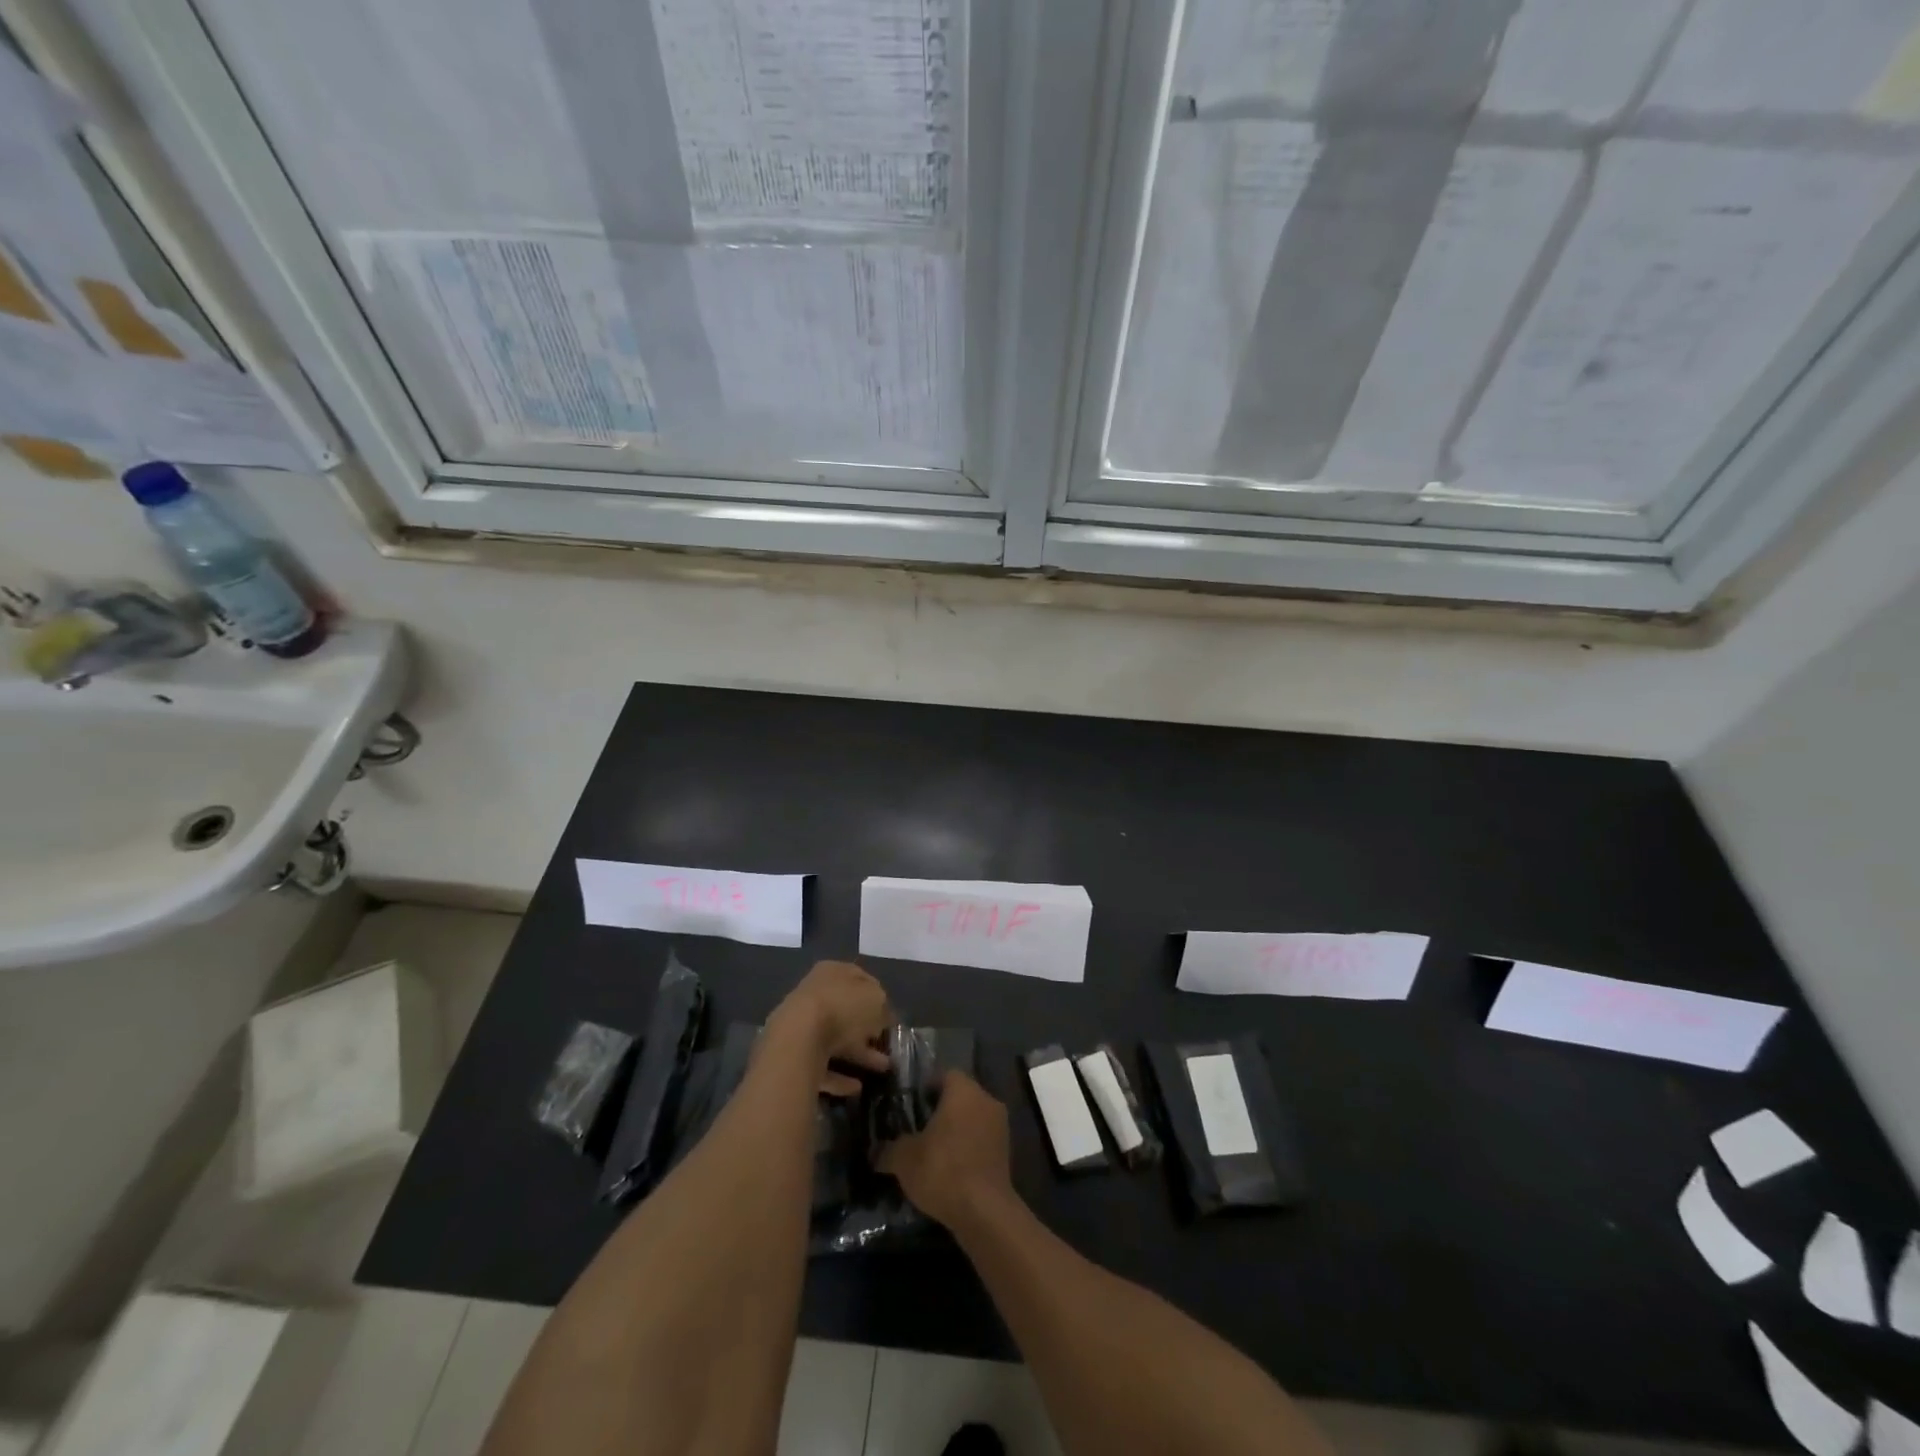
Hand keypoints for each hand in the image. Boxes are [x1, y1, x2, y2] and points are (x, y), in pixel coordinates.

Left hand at [766, 960, 891, 1095]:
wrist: (798, 1038)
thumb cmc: (842, 1008)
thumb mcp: (876, 1000)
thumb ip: (883, 1006)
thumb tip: (883, 1017)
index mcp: (832, 971)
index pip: (859, 978)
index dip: (878, 997)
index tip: (890, 1016)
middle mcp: (814, 993)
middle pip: (845, 1010)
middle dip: (867, 1028)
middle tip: (885, 1044)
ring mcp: (801, 1025)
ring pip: (835, 1038)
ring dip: (858, 1054)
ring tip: (881, 1069)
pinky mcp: (793, 1054)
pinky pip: (821, 1064)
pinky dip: (839, 1076)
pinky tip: (856, 1087)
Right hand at [878, 1072, 1012, 1229]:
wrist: (984, 1213)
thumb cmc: (943, 1170)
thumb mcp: (904, 1159)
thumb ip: (888, 1149)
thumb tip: (874, 1151)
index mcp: (963, 1090)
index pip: (943, 1075)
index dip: (925, 1088)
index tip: (909, 1106)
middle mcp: (986, 1100)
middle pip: (959, 1097)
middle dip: (939, 1111)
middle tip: (916, 1129)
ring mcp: (1000, 1126)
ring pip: (972, 1119)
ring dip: (955, 1131)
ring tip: (931, 1152)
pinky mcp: (1007, 1152)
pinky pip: (981, 1140)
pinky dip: (967, 1149)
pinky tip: (950, 1170)